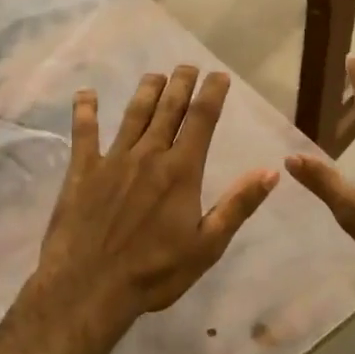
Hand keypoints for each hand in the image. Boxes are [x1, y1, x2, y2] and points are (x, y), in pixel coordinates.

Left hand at [37, 66, 277, 326]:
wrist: (89, 288)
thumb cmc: (155, 272)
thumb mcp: (207, 245)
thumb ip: (238, 205)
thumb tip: (271, 172)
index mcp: (181, 171)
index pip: (202, 120)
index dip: (212, 94)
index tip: (219, 75)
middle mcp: (148, 155)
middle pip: (168, 109)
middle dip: (180, 83)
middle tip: (187, 65)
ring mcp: (112, 161)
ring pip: (133, 115)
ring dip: (146, 91)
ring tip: (154, 75)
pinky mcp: (82, 172)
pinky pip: (84, 134)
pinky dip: (86, 111)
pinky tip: (86, 94)